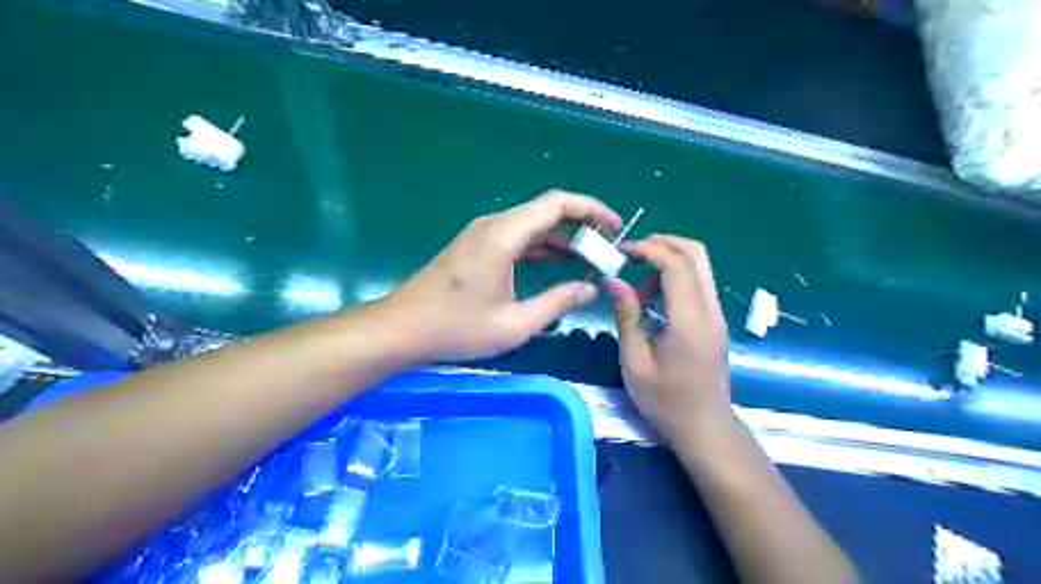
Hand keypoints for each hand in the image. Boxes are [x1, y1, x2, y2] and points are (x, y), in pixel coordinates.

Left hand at [379, 191, 619, 362]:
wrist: (402, 329)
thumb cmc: (456, 328)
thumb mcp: (514, 324)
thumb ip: (556, 303)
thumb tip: (589, 289)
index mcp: (504, 235)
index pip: (556, 203)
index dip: (591, 209)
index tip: (614, 227)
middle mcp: (494, 226)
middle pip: (546, 213)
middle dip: (581, 228)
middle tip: (607, 251)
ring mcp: (482, 235)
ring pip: (532, 226)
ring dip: (562, 240)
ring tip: (590, 259)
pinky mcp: (476, 248)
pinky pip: (518, 239)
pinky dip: (542, 248)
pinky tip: (559, 265)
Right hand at [602, 234, 729, 439]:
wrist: (706, 429)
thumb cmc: (665, 402)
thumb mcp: (635, 361)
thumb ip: (626, 315)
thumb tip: (611, 279)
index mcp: (689, 321)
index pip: (676, 264)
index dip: (648, 249)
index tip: (621, 252)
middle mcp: (710, 310)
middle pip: (696, 254)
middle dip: (662, 243)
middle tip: (630, 253)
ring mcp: (716, 315)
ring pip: (699, 266)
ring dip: (668, 261)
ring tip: (638, 284)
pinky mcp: (714, 321)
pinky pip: (697, 284)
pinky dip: (675, 278)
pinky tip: (652, 301)